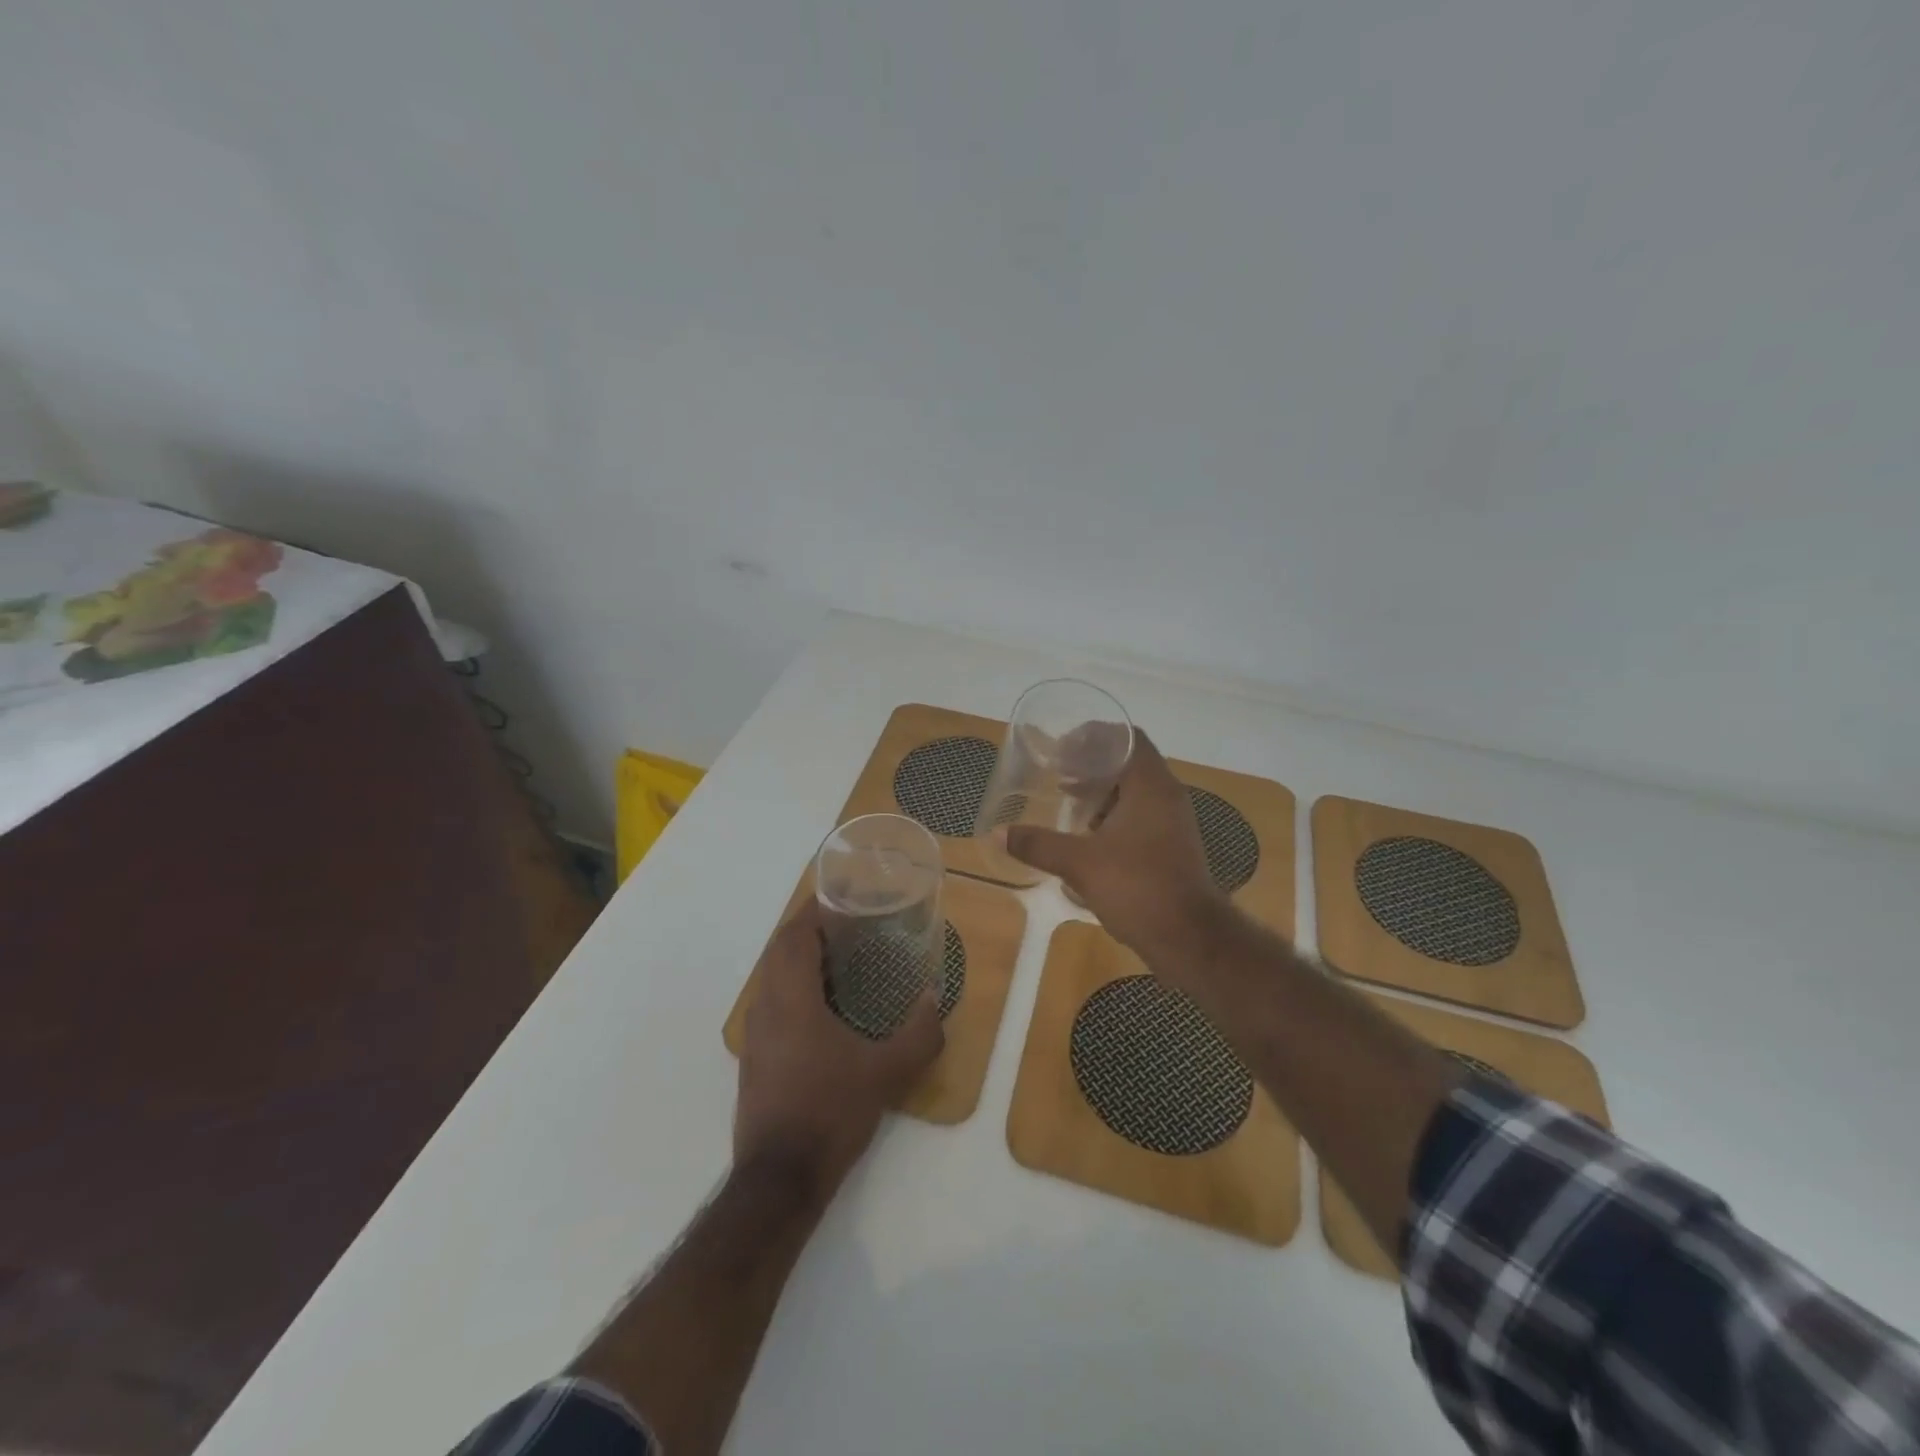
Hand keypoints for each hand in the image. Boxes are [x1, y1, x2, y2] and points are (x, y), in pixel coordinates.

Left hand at [734, 903, 943, 1199]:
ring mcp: (754, 1036)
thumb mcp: (885, 1073)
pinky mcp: (755, 1059)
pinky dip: (794, 988)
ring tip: (842, 960)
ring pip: (772, 978)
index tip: (845, 899)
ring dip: (800, 959)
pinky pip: (772, 1003)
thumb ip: (918, 1033)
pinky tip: (826, 1009)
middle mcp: (765, 1008)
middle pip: (780, 951)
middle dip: (810, 931)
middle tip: (851, 926)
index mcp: (790, 999)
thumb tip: (934, 998)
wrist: (779, 1181)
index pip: (793, 935)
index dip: (815, 911)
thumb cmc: (829, 1113)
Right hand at [1005, 730, 1232, 983]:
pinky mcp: (1171, 847)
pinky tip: (1086, 835)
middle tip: (1058, 773)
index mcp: (1150, 786)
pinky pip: (1139, 817)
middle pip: (1129, 763)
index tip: (1062, 747)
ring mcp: (1172, 823)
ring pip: (1134, 792)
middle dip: (1092, 765)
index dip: (1094, 736)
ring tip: (1067, 800)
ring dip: (1102, 792)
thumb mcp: (1080, 863)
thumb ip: (1038, 844)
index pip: (1127, 738)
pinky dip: (1113, 816)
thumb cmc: (1137, 887)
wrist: (1189, 938)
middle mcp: (1166, 796)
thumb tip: (998, 832)